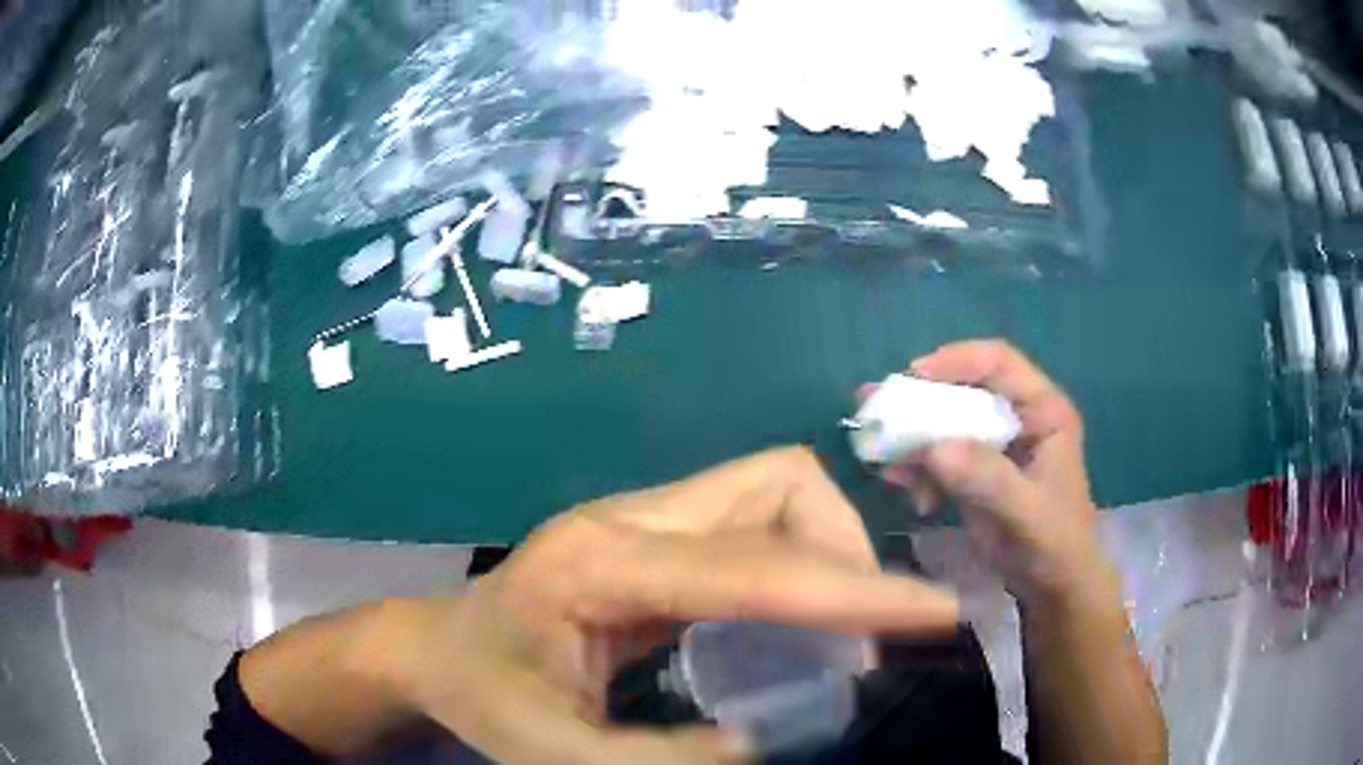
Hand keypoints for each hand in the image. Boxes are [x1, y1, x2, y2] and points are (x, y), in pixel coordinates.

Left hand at [383, 447, 958, 763]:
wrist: (436, 648)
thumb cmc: (486, 698)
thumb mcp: (561, 755)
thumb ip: (669, 759)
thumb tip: (772, 735)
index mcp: (599, 568)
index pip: (756, 565)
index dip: (856, 589)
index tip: (934, 611)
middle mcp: (628, 518)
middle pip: (776, 483)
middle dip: (845, 550)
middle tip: (863, 634)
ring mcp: (638, 514)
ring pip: (771, 485)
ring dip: (824, 545)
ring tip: (836, 624)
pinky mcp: (649, 529)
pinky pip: (750, 517)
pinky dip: (795, 555)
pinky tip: (793, 615)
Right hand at [874, 340, 1110, 607]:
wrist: (1051, 586)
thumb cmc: (1054, 542)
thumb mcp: (1026, 512)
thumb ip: (987, 478)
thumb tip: (934, 447)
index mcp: (1043, 410)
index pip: (1000, 363)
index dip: (958, 360)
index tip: (915, 376)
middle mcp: (1016, 417)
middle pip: (964, 389)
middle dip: (920, 399)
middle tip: (877, 405)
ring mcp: (993, 444)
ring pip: (945, 423)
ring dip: (911, 437)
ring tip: (878, 451)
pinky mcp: (973, 471)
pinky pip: (937, 457)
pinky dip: (915, 467)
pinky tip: (899, 484)